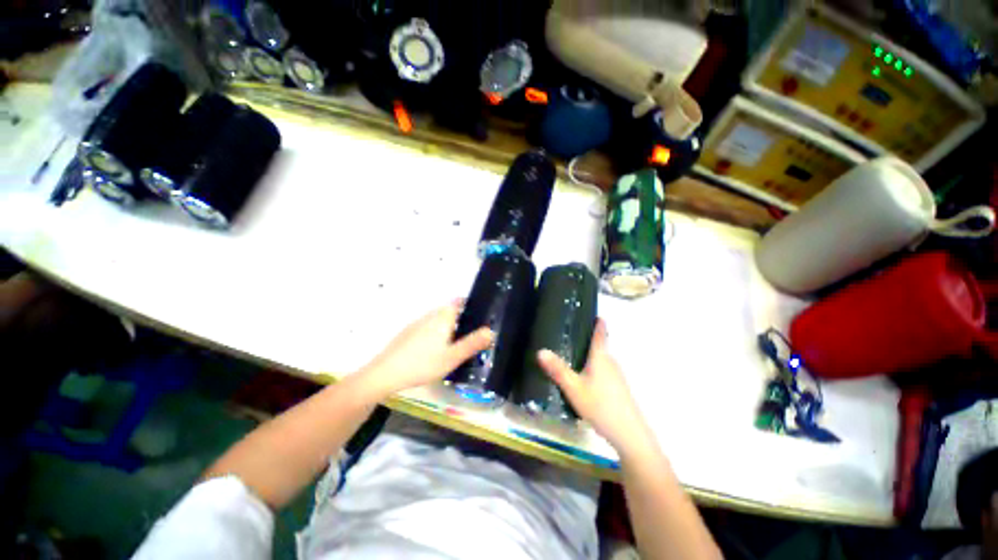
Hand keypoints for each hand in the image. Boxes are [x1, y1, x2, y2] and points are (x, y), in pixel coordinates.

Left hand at [356, 301, 492, 399]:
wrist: (385, 373)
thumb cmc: (422, 364)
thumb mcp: (452, 357)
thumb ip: (472, 343)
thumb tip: (491, 331)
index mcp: (442, 317)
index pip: (459, 302)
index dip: (470, 304)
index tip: (480, 314)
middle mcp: (430, 315)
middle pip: (449, 310)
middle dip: (462, 317)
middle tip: (472, 333)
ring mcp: (418, 323)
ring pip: (438, 319)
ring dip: (449, 325)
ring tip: (458, 342)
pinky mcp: (409, 332)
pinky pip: (429, 327)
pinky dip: (437, 332)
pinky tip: (436, 349)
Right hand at [537, 319, 650, 453]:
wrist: (630, 435)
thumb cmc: (601, 406)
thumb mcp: (574, 388)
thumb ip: (557, 369)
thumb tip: (541, 350)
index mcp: (601, 357)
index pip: (601, 333)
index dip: (598, 322)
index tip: (593, 313)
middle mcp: (611, 363)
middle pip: (599, 346)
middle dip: (587, 340)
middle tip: (569, 335)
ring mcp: (617, 377)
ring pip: (600, 360)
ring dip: (589, 356)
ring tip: (572, 355)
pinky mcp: (618, 389)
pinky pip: (603, 372)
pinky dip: (593, 369)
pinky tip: (583, 380)